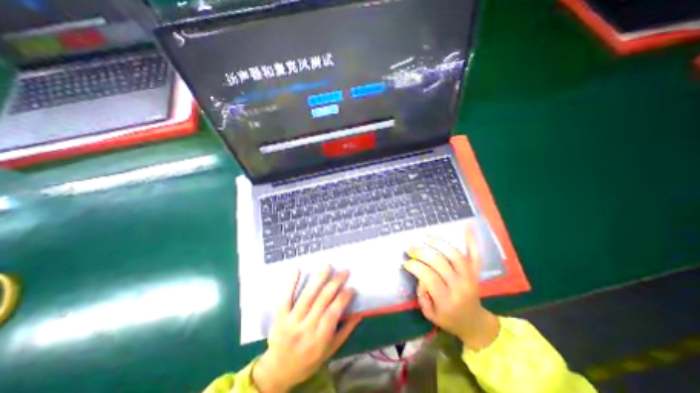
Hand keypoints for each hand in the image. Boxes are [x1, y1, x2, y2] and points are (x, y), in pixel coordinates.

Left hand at [251, 265, 360, 390]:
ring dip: (318, 279)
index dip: (343, 298)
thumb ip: (345, 331)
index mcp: (319, 339)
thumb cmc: (308, 361)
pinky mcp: (279, 316)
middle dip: (335, 283)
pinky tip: (298, 269)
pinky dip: (291, 283)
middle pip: (322, 301)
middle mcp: (306, 328)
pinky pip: (285, 297)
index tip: (351, 287)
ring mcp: (291, 321)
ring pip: (307, 296)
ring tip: (327, 266)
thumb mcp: (330, 351)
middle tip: (344, 271)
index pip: (333, 313)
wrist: (277, 371)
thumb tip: (359, 314)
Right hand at [403, 231, 499, 348]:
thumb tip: (419, 275)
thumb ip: (422, 295)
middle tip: (410, 249)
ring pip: (455, 255)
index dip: (415, 267)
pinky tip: (467, 226)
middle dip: (422, 253)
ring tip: (426, 238)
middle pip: (440, 263)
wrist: (474, 323)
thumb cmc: (448, 319)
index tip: (406, 263)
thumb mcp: (430, 314)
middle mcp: (460, 286)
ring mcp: (470, 277)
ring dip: (439, 244)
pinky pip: (475, 254)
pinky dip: (472, 240)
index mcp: (447, 299)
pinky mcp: (475, 272)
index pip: (429, 277)